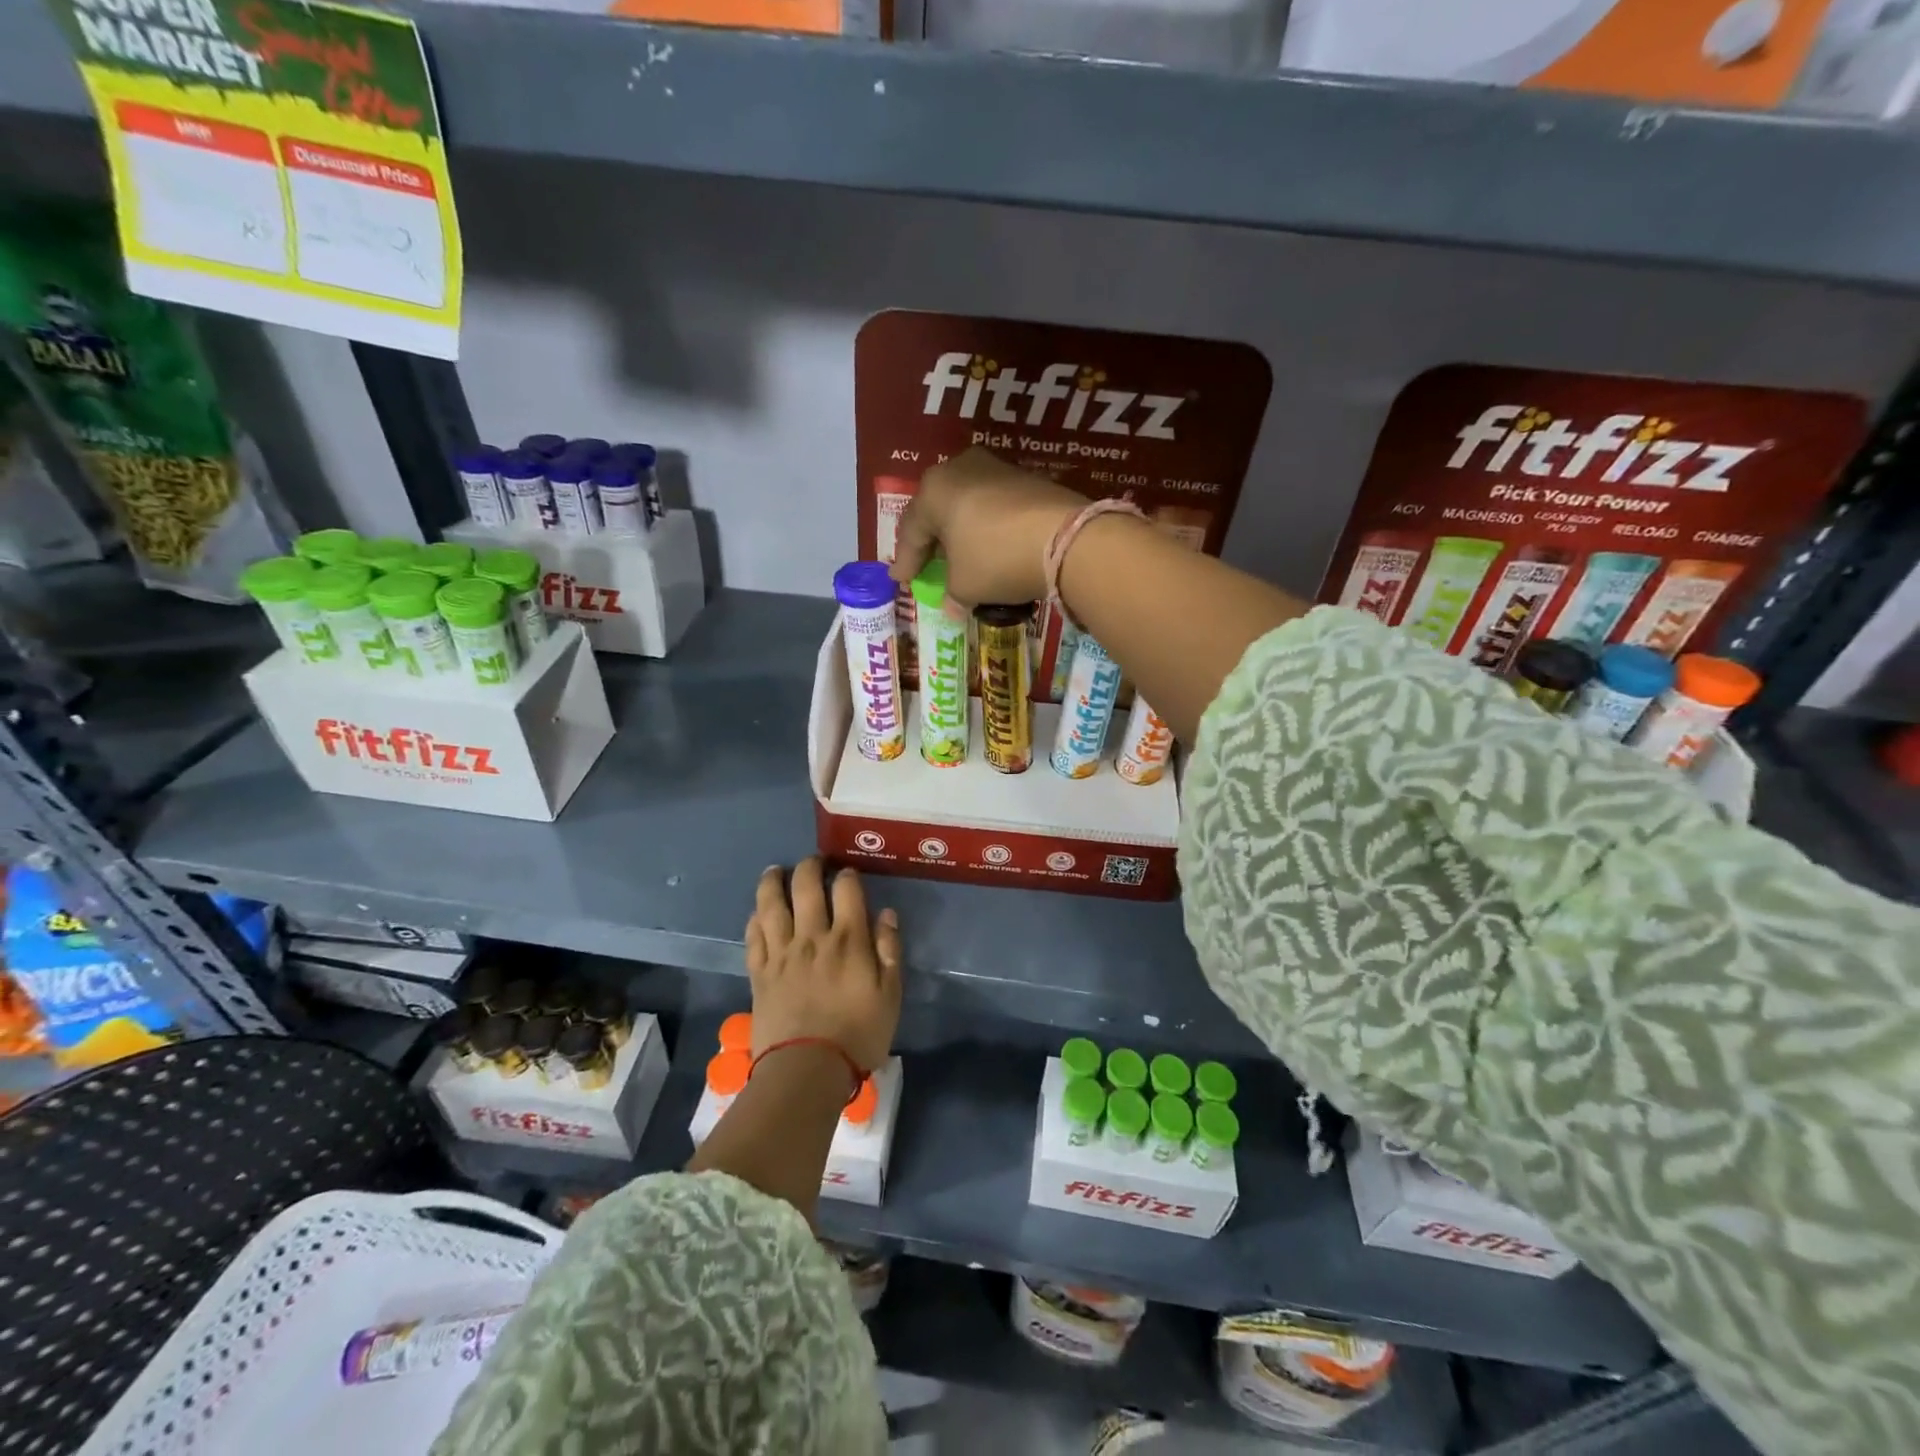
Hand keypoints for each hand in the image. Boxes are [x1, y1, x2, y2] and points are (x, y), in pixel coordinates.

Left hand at [745, 859, 902, 1074]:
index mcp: (848, 939)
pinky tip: (758, 913)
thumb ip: (889, 951)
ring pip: (772, 904)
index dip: (847, 875)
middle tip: (813, 862)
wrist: (807, 1070)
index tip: (848, 874)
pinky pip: (754, 935)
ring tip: (775, 871)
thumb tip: (886, 914)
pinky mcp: (759, 972)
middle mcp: (812, 936)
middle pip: (805, 886)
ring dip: (772, 881)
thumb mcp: (890, 995)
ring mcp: (782, 953)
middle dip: (809, 866)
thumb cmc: (858, 1034)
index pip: (846, 889)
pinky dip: (755, 918)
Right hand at [889, 447, 1086, 608]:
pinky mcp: (1027, 478)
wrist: (1066, 539)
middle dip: (931, 541)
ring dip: (960, 533)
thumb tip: (952, 607)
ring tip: (960, 557)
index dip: (905, 562)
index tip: (901, 581)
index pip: (910, 532)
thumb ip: (952, 595)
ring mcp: (996, 469)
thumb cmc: (997, 559)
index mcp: (933, 490)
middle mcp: (959, 469)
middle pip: (937, 511)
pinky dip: (986, 528)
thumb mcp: (966, 586)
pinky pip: (993, 507)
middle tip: (926, 565)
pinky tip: (990, 547)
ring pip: (966, 506)